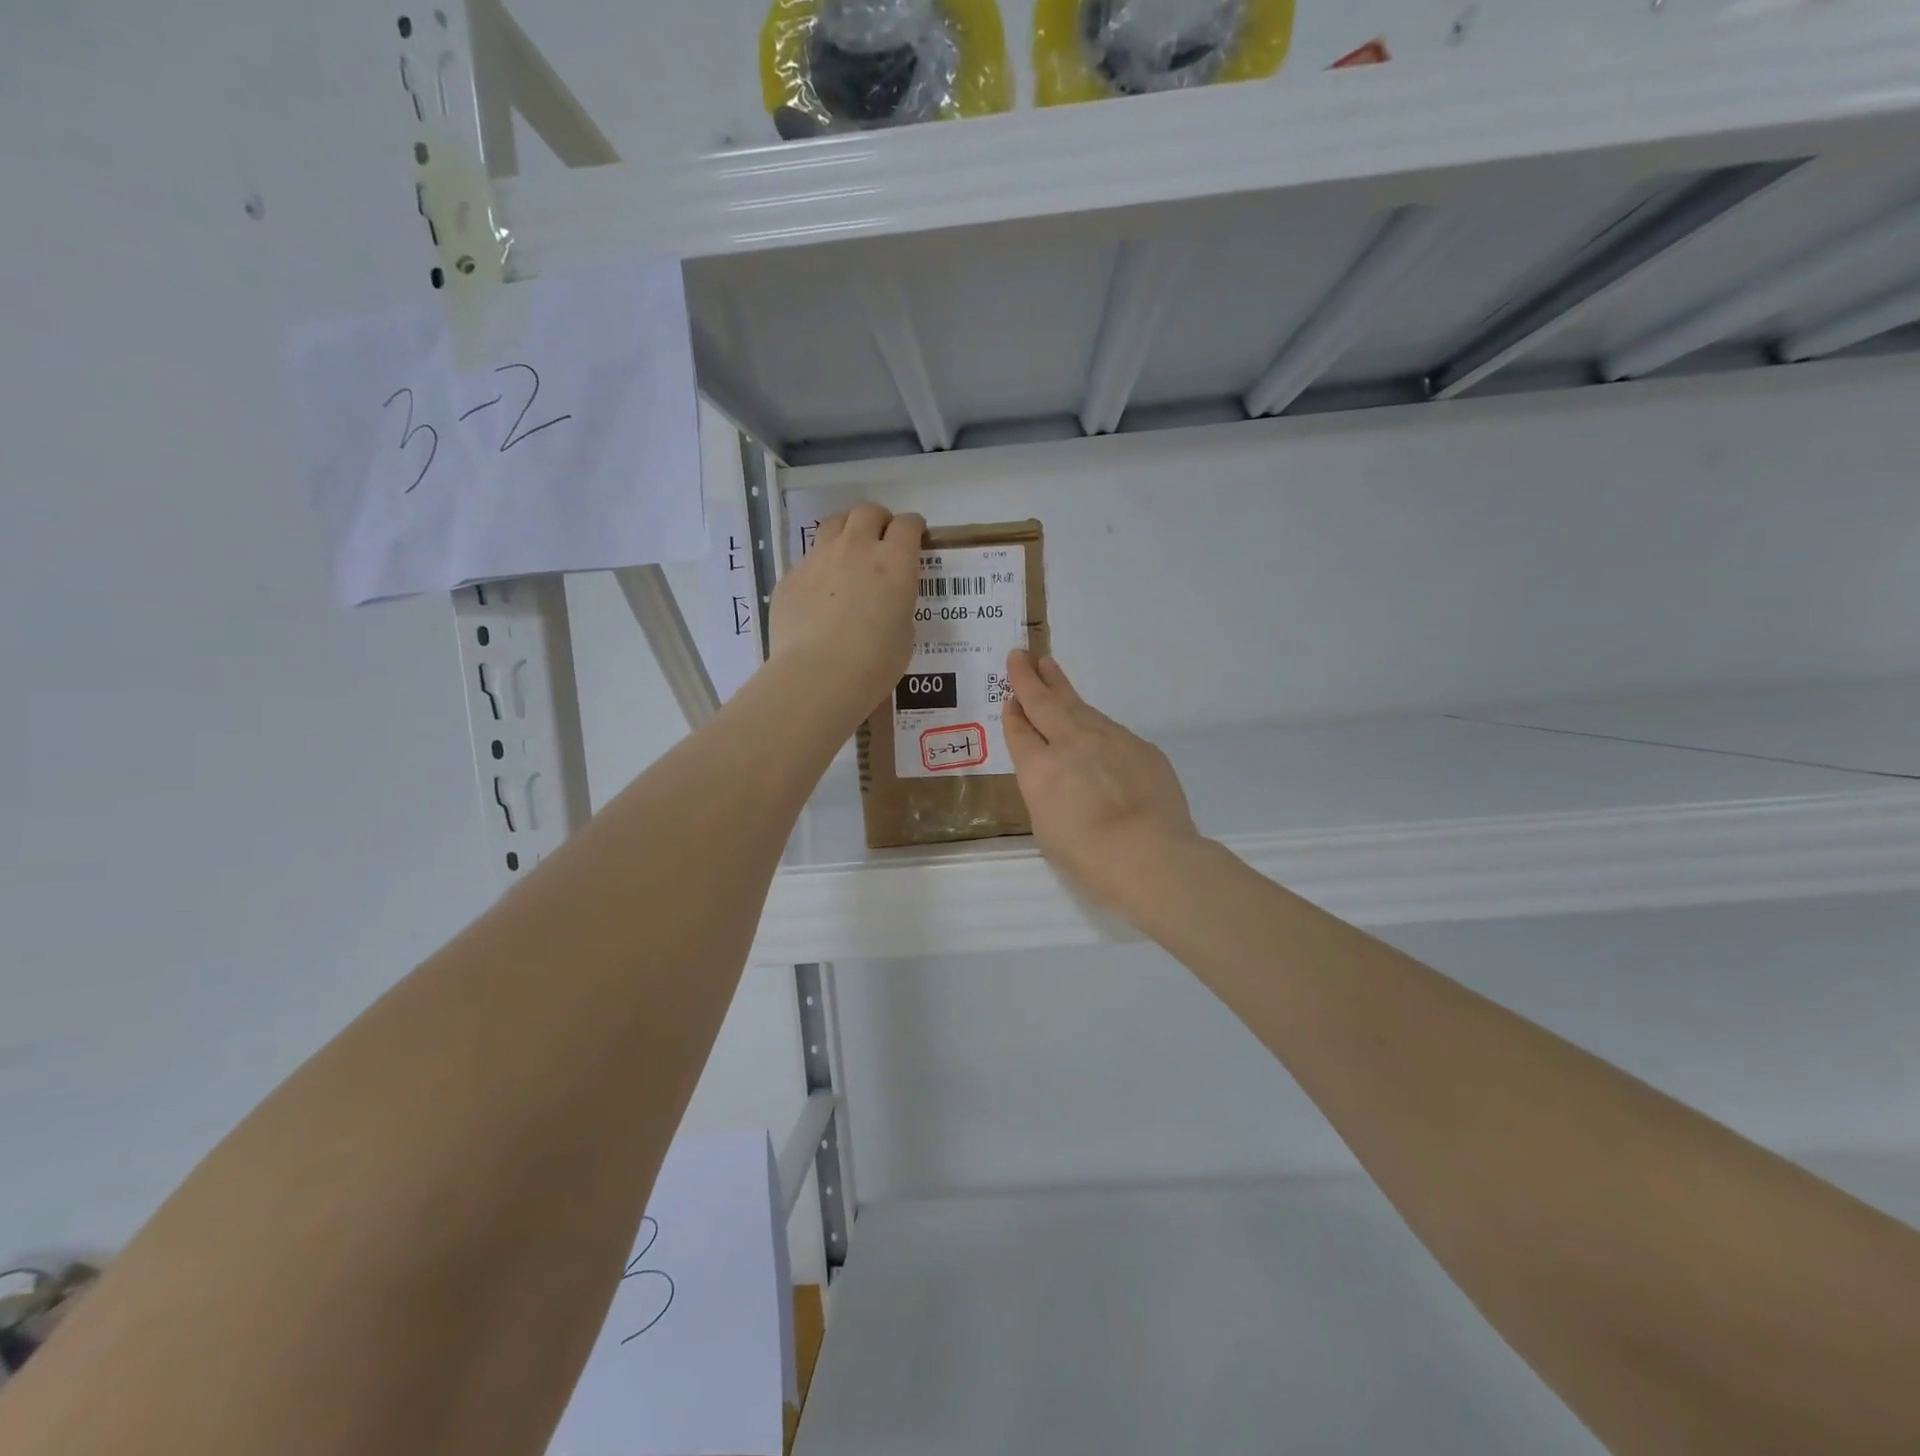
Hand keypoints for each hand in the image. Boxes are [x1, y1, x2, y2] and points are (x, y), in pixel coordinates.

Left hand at [768, 503, 924, 730]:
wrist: (819, 675)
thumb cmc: (875, 662)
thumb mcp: (904, 633)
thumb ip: (898, 605)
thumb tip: (885, 602)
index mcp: (895, 562)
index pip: (908, 525)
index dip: (914, 528)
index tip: (915, 538)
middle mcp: (857, 548)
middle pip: (868, 512)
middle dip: (878, 521)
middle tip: (881, 540)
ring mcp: (819, 558)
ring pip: (833, 524)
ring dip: (846, 531)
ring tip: (847, 553)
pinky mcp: (791, 576)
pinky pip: (808, 560)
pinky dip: (819, 569)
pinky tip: (819, 596)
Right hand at [1002, 650, 1204, 922]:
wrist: (1150, 854)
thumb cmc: (1088, 857)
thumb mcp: (1047, 829)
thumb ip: (1045, 793)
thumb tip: (1054, 774)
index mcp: (1039, 769)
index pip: (1020, 732)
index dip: (1013, 714)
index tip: (1009, 698)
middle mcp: (1070, 743)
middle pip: (1045, 703)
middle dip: (1030, 679)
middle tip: (1021, 657)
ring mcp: (1108, 739)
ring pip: (1079, 707)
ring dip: (1061, 687)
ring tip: (1050, 669)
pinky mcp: (1140, 746)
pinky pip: (1109, 728)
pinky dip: (1094, 721)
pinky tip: (1092, 724)